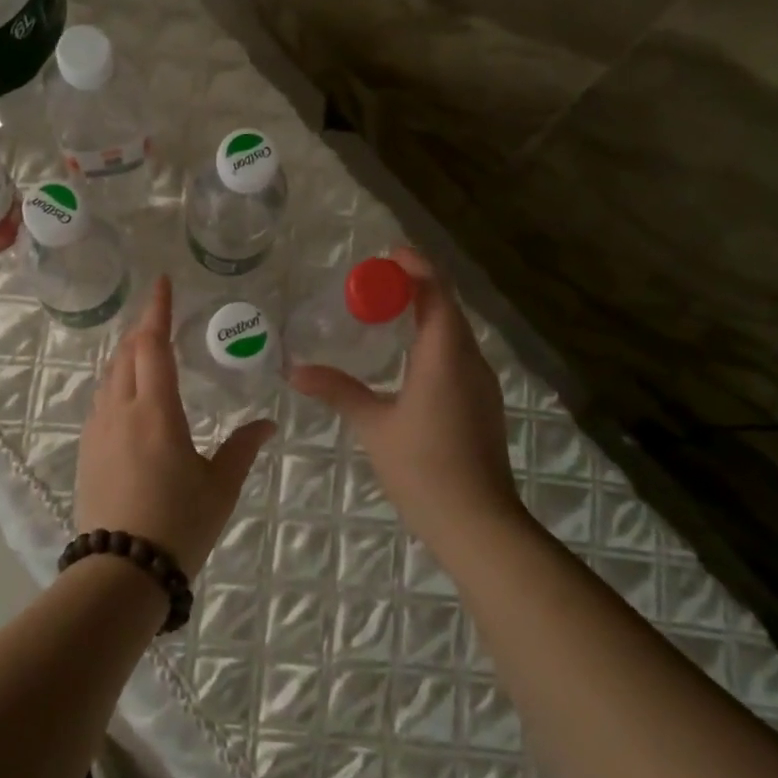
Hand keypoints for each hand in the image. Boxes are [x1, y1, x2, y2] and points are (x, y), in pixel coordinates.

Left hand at [74, 275, 275, 576]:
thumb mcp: (220, 487)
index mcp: (156, 412)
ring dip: (127, 354)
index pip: (153, 345)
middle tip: (160, 315)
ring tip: (145, 349)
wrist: (121, 573)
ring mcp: (98, 431)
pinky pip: (101, 400)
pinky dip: (116, 382)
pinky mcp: (87, 451)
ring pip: (109, 376)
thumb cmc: (178, 525)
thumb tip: (268, 424)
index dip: (157, 310)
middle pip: (126, 354)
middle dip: (143, 328)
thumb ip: (242, 448)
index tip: (161, 281)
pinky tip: (128, 396)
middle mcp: (121, 411)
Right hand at [290, 246, 521, 550]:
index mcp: (445, 356)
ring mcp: (482, 383)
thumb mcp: (374, 426)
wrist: (479, 524)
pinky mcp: (483, 403)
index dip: (416, 267)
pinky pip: (459, 354)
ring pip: (456, 332)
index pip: (437, 293)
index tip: (388, 254)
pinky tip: (409, 356)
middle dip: (417, 287)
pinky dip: (435, 339)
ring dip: (427, 313)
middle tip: (377, 282)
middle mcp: (470, 361)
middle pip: (448, 307)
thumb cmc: (423, 468)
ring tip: (389, 311)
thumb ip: (338, 390)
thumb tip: (295, 371)